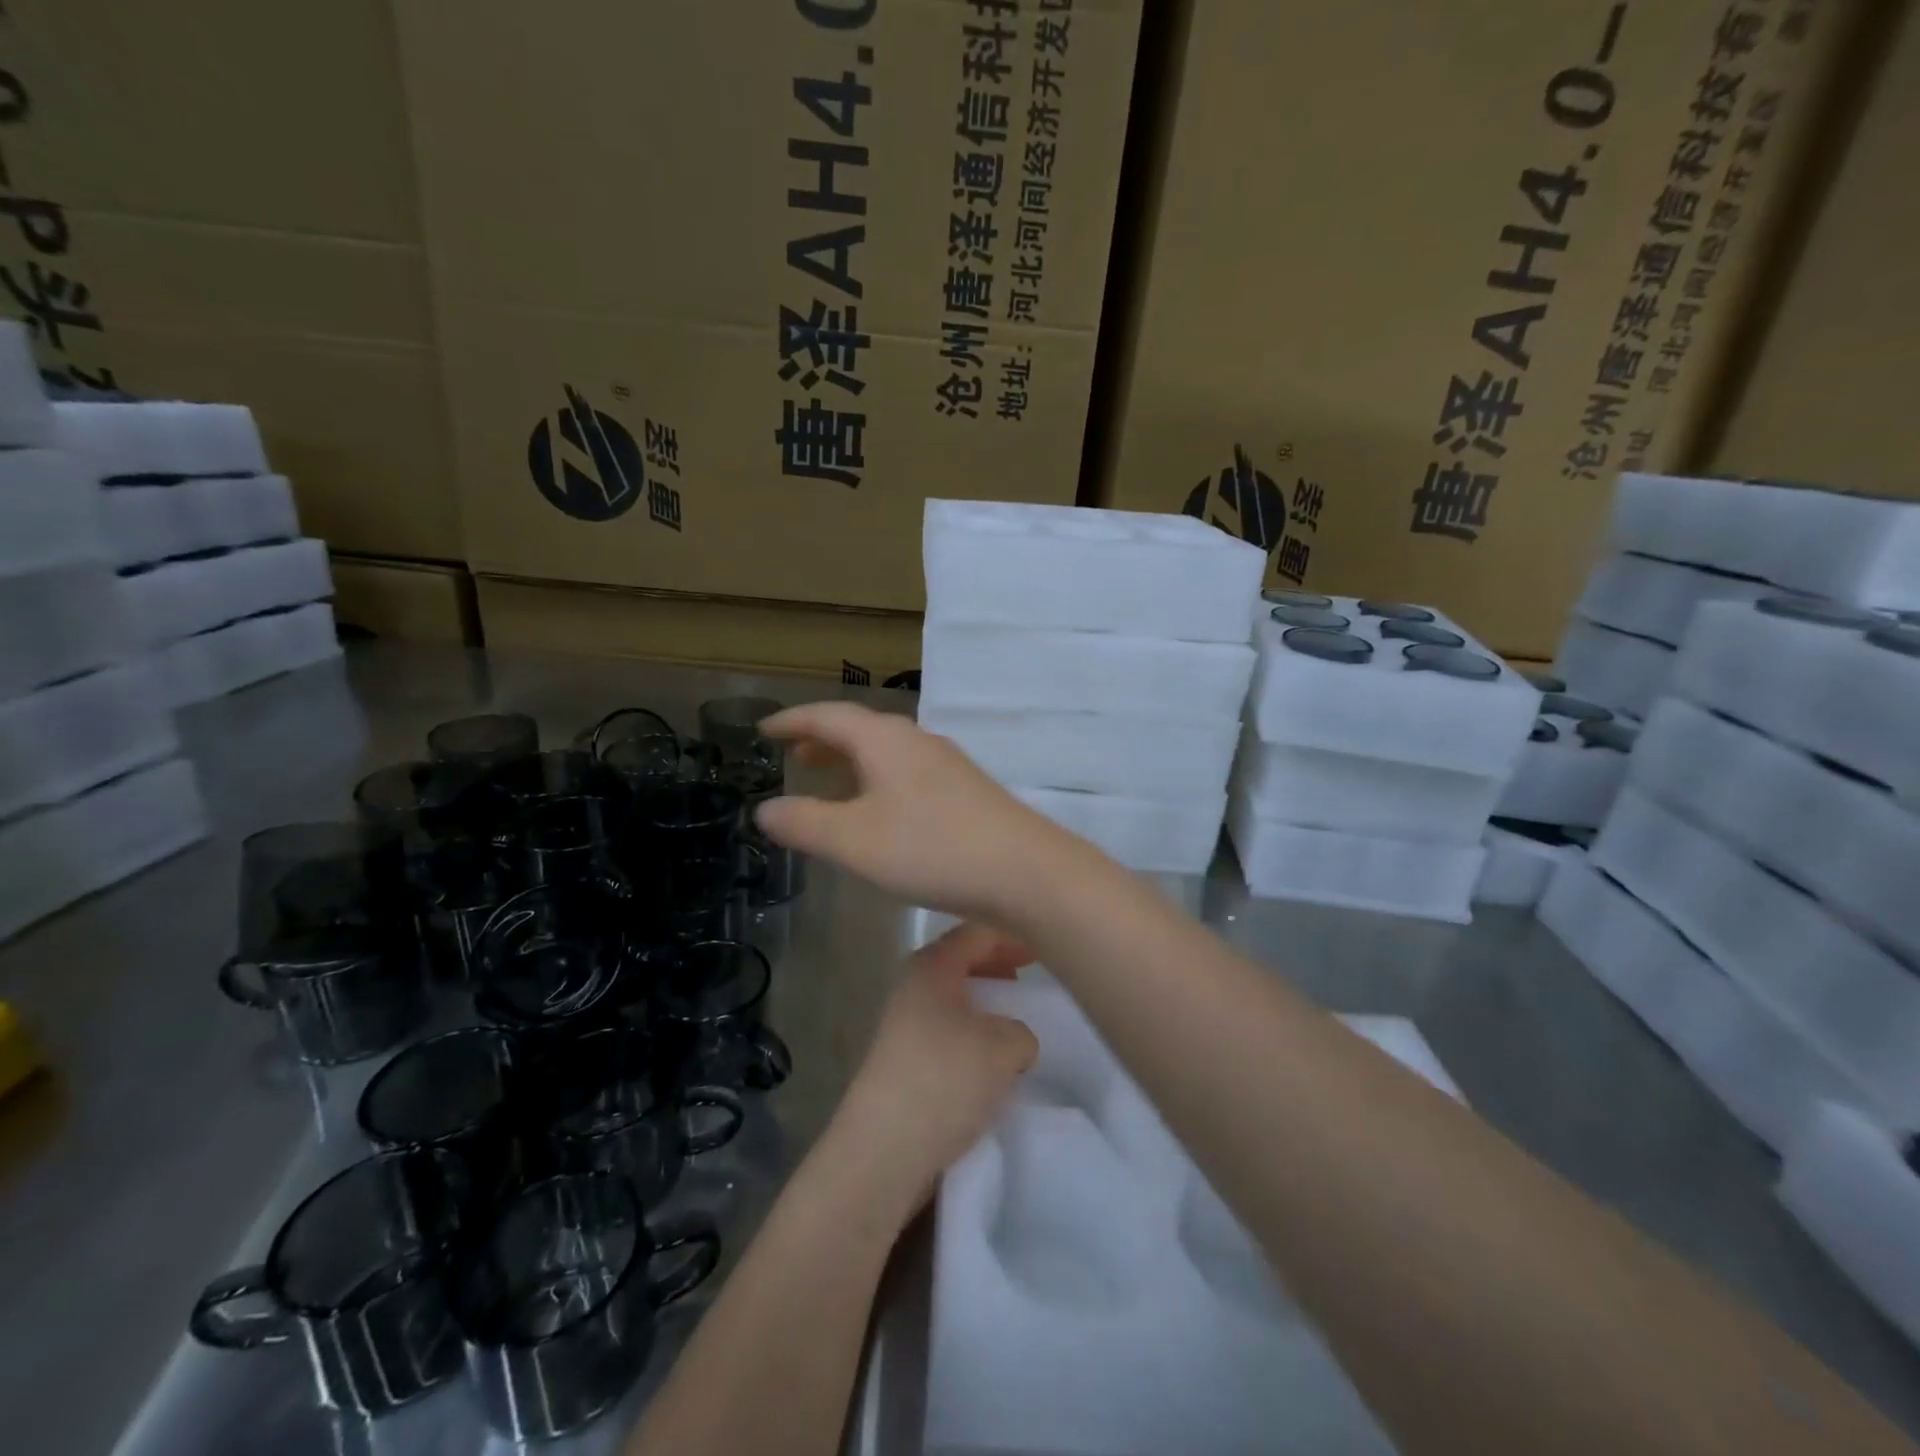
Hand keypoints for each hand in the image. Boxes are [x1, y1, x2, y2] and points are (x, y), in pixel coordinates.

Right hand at [755, 701, 1086, 918]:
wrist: (1024, 871)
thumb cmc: (930, 848)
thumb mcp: (854, 840)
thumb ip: (804, 823)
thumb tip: (766, 808)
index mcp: (885, 739)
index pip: (827, 715)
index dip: (792, 721)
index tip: (764, 730)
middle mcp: (916, 741)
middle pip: (860, 729)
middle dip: (823, 739)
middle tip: (793, 755)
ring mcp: (946, 765)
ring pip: (886, 753)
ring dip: (852, 761)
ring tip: (827, 780)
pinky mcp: (965, 792)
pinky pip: (907, 774)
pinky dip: (878, 781)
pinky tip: (879, 811)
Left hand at [827, 923, 1039, 1217]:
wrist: (883, 1152)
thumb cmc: (944, 1081)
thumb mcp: (1004, 1047)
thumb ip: (1022, 1030)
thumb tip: (1012, 1040)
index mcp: (932, 965)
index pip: (977, 931)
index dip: (1013, 933)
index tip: (1047, 947)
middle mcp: (913, 985)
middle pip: (963, 960)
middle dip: (1000, 965)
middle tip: (1034, 978)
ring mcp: (905, 1023)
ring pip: (957, 997)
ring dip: (989, 1003)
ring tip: (1020, 1019)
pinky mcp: (905, 1060)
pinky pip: (949, 1030)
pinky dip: (975, 1032)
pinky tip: (995, 1058)